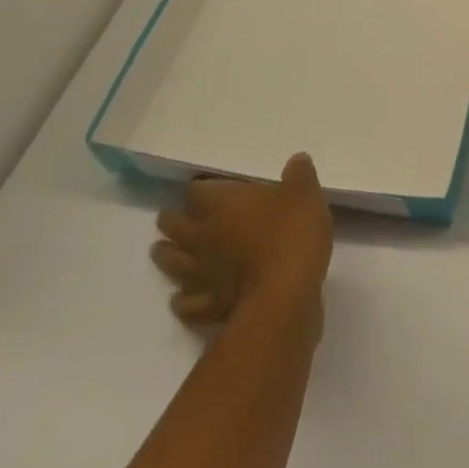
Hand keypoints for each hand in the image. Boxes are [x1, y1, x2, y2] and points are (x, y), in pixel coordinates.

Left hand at [152, 153, 333, 328]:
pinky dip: (183, 299)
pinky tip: (182, 298)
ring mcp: (202, 274)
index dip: (200, 187)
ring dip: (167, 256)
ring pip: (173, 262)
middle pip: (175, 225)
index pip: (197, 190)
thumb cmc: (290, 235)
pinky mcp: (208, 307)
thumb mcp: (305, 194)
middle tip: (171, 218)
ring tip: (163, 252)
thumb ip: (300, 174)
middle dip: (172, 220)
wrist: (282, 298)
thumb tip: (297, 160)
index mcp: (222, 204)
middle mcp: (203, 236)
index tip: (204, 187)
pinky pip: (187, 302)